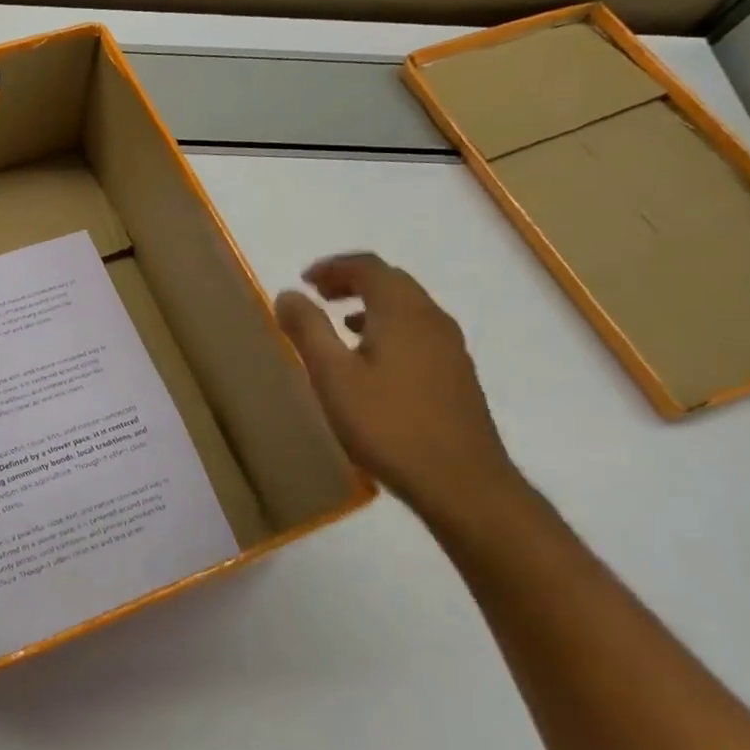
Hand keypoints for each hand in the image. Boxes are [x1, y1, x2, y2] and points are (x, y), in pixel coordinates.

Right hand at [275, 253, 520, 522]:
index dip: (333, 267)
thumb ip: (308, 330)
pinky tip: (374, 362)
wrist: (461, 483)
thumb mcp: (333, 376)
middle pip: (392, 281)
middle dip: (352, 281)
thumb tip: (288, 294)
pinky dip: (390, 328)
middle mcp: (432, 319)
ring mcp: (451, 347)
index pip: (368, 267)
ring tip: (341, 325)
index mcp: (402, 311)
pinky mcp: (457, 375)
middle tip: (319, 296)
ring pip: (408, 308)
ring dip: (372, 305)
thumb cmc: (388, 425)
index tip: (304, 281)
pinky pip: (418, 332)